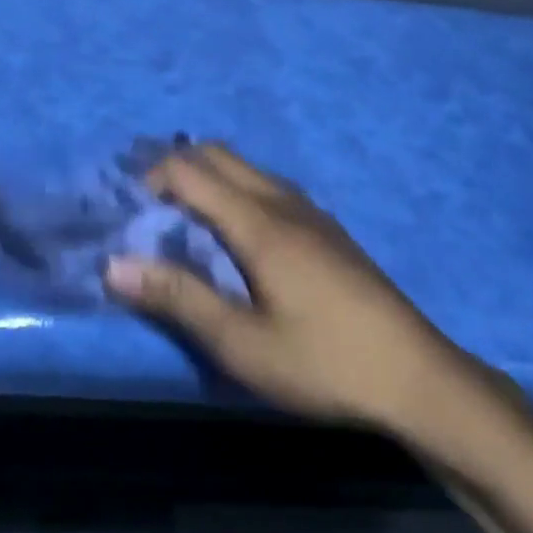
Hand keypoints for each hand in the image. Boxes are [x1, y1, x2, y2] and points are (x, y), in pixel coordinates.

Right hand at [105, 143, 502, 431]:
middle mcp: (284, 202)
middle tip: (148, 208)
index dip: (151, 178)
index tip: (127, 209)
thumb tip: (114, 264)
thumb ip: (178, 298)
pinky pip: (269, 186)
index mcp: (259, 222)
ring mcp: (312, 212)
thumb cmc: (323, 362)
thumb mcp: (242, 344)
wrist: (417, 377)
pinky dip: (237, 189)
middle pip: (219, 155)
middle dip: (176, 167)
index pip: (191, 170)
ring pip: (247, 169)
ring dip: (209, 177)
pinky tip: (237, 234)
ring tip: (184, 218)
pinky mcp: (328, 229)